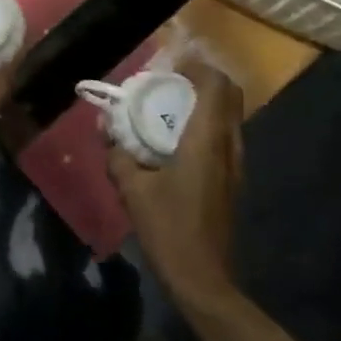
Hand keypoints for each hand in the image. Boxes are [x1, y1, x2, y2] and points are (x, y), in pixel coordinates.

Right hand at [108, 55, 244, 307]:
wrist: (203, 278)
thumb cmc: (168, 228)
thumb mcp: (132, 189)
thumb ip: (118, 153)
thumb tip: (106, 126)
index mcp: (207, 140)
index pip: (216, 85)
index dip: (198, 65)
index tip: (171, 62)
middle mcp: (228, 146)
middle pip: (228, 96)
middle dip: (202, 80)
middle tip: (169, 81)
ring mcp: (234, 165)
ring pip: (228, 117)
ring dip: (204, 103)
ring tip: (169, 107)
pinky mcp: (232, 180)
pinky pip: (223, 136)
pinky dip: (205, 125)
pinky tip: (176, 140)